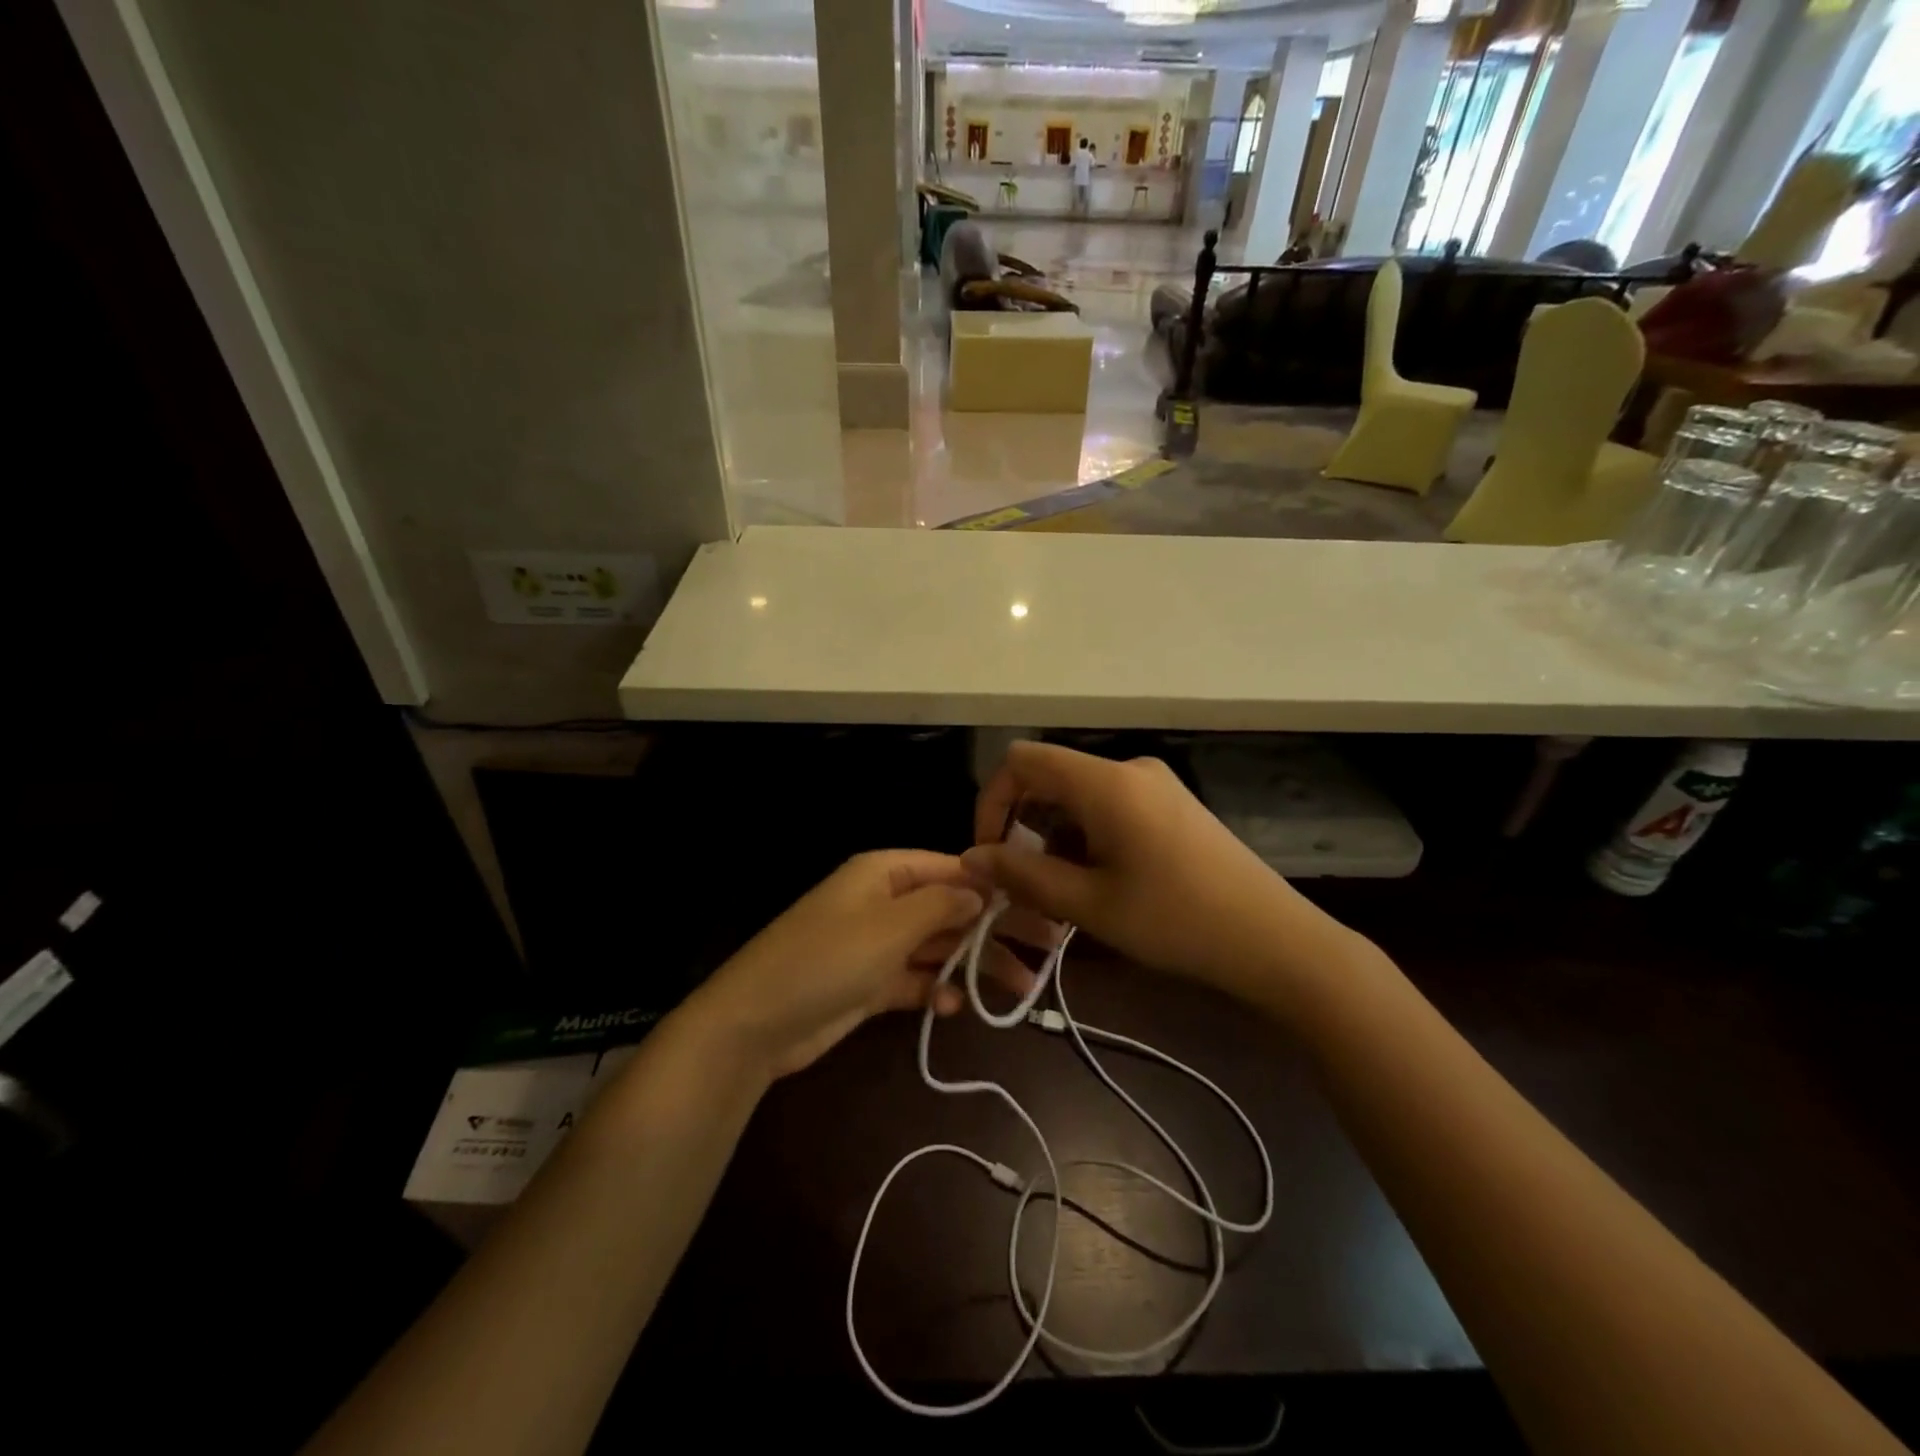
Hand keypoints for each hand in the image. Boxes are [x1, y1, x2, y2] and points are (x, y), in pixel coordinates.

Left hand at [681, 851, 1033, 1080]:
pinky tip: (955, 1006)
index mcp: (885, 873)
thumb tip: (981, 889)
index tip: (1037, 904)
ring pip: (938, 947)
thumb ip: (941, 904)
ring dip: (974, 964)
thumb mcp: (890, 926)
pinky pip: (915, 979)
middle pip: (950, 908)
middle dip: (994, 929)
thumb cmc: (828, 958)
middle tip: (1045, 950)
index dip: (994, 885)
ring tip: (1019, 987)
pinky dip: (936, 988)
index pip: (951, 868)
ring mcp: (876, 944)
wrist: (757, 1022)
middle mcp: (884, 902)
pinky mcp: (870, 983)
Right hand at [962, 742, 1348, 1001]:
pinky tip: (1100, 883)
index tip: (991, 853)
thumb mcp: (1089, 905)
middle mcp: (1128, 768)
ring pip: (1079, 796)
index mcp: (1105, 782)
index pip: (1022, 761)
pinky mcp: (1172, 804)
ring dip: (1056, 837)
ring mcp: (1155, 784)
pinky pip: (1110, 806)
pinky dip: (1087, 836)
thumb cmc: (1176, 921)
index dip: (992, 801)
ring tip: (1064, 895)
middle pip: (1050, 778)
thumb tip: (971, 857)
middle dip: (1024, 826)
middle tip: (1026, 885)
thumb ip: (1023, 875)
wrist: (1274, 940)